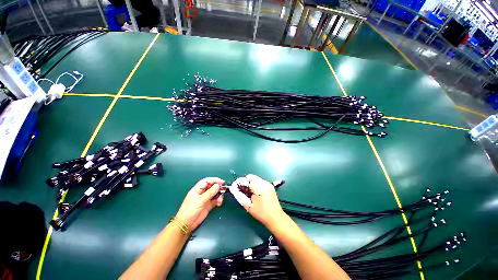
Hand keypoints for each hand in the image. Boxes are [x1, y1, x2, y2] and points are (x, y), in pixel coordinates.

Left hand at [175, 177, 224, 230]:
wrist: (186, 225)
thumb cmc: (190, 210)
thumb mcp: (200, 200)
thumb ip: (210, 193)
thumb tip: (218, 185)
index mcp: (197, 189)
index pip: (207, 181)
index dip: (214, 180)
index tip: (221, 182)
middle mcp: (202, 193)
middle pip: (212, 187)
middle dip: (218, 187)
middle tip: (224, 189)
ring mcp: (205, 199)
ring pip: (215, 193)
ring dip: (219, 195)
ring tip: (220, 200)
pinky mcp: (208, 205)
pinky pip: (215, 200)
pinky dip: (218, 201)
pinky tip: (219, 203)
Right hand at [230, 174, 285, 225]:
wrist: (276, 218)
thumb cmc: (261, 213)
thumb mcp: (248, 205)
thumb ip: (239, 195)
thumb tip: (232, 189)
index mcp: (259, 186)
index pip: (246, 179)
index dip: (239, 182)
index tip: (234, 188)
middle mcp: (264, 182)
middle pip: (250, 177)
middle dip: (244, 183)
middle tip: (241, 191)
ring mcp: (267, 183)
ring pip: (255, 179)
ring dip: (249, 184)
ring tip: (247, 193)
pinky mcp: (269, 186)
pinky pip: (259, 182)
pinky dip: (254, 185)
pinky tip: (254, 193)